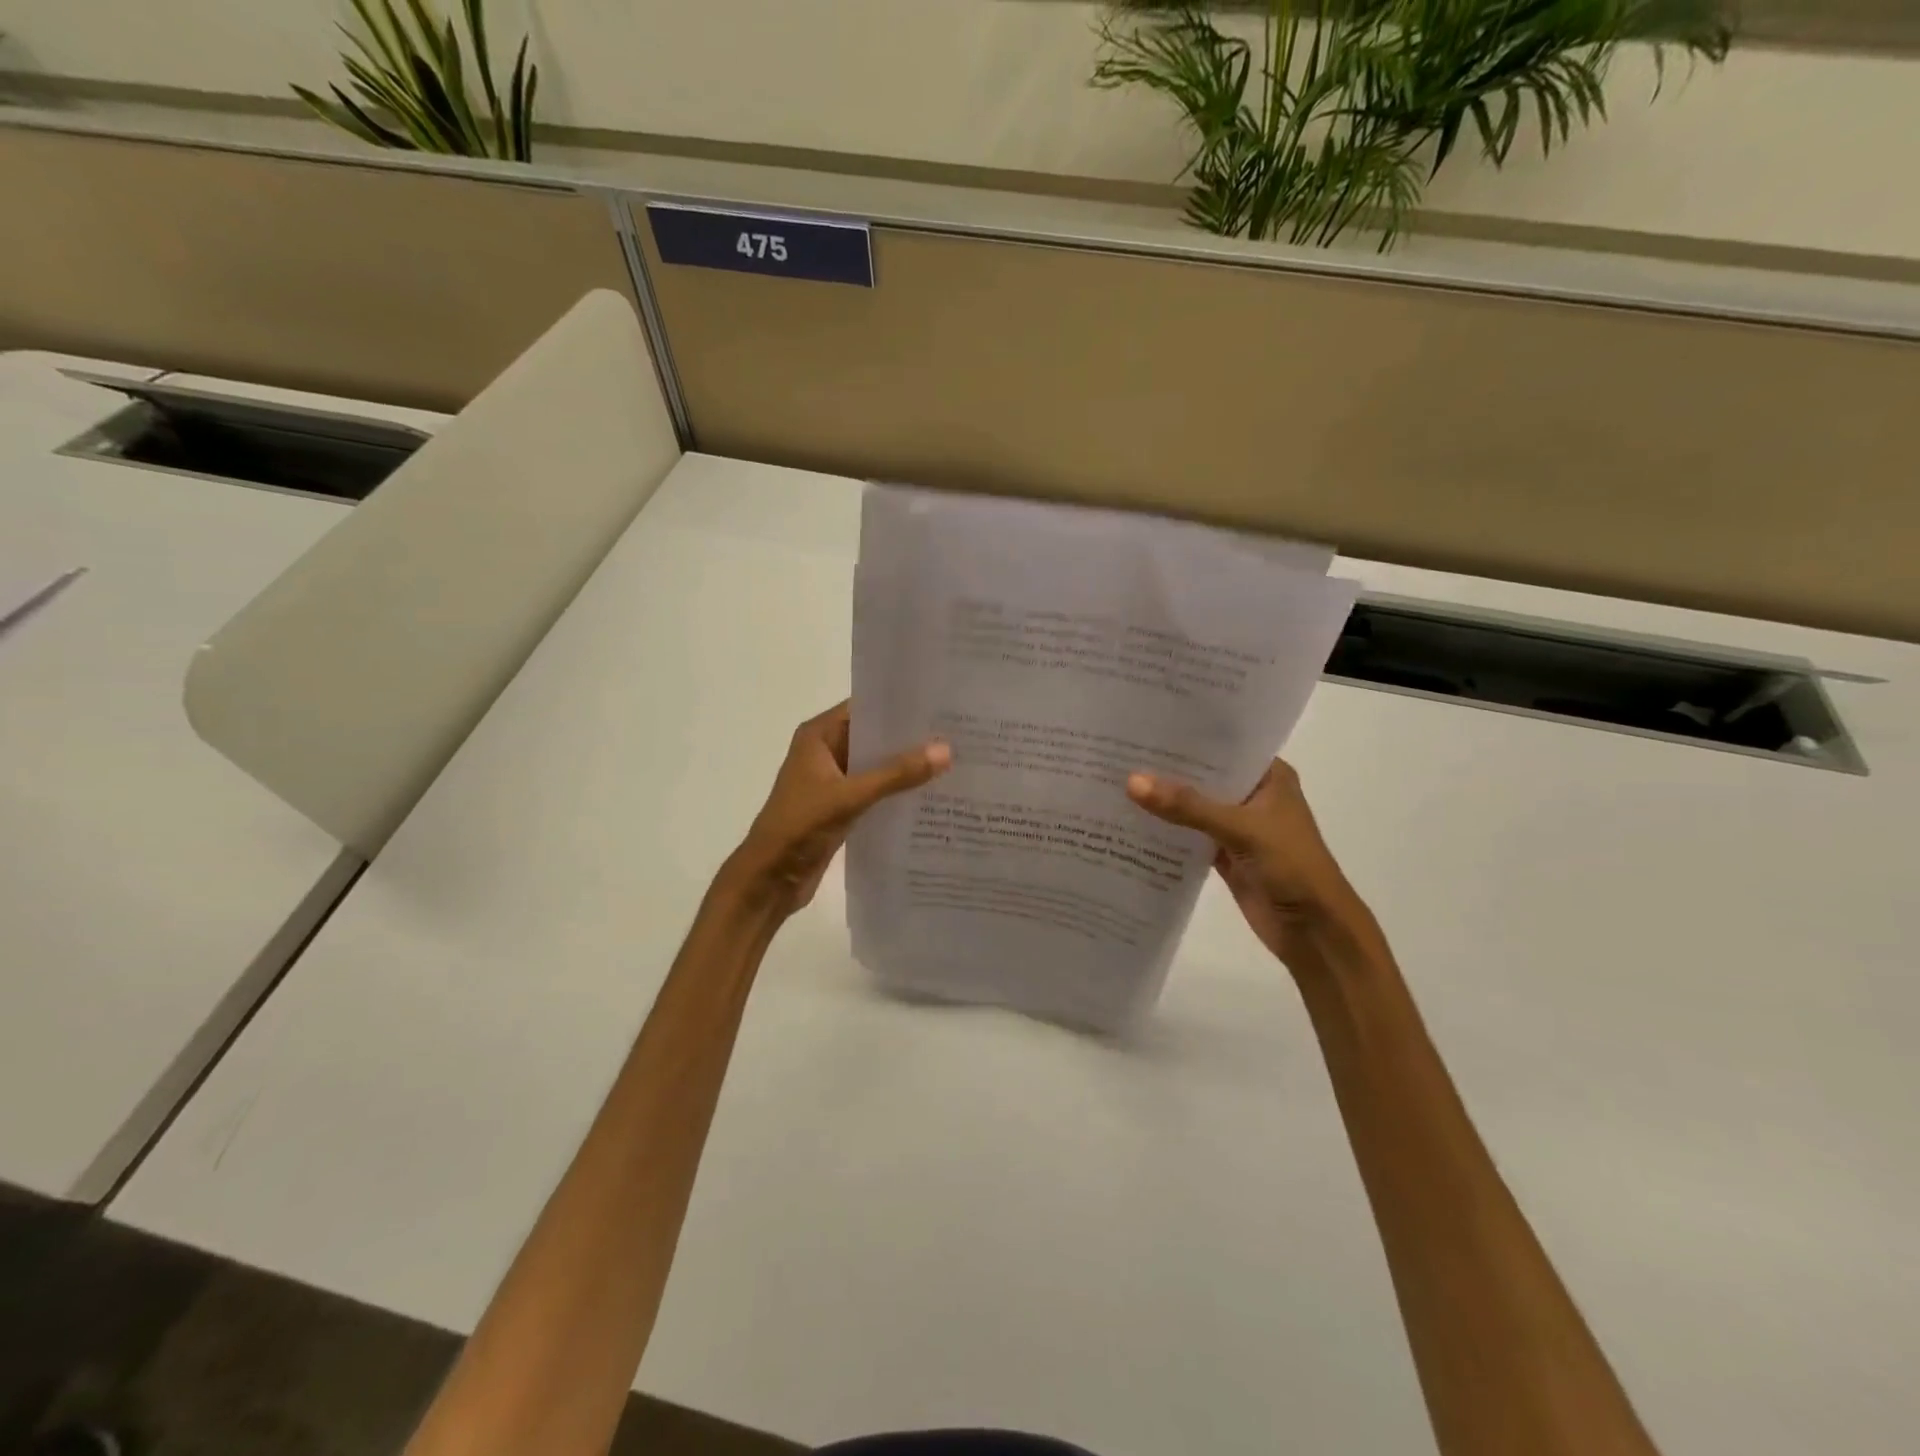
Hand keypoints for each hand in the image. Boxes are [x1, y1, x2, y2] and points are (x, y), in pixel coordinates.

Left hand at [727, 702, 950, 914]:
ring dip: (906, 766)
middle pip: (873, 736)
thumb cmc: (800, 826)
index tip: (939, 704)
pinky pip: (875, 791)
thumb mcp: (850, 796)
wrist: (769, 879)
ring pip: (876, 766)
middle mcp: (826, 751)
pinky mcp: (840, 807)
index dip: (899, 705)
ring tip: (953, 761)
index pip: (865, 707)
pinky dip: (897, 791)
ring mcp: (833, 780)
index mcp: (818, 736)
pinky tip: (931, 794)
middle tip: (956, 733)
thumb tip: (945, 750)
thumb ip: (896, 774)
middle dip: (910, 737)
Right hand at [1127, 759, 1372, 970]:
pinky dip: (1166, 831)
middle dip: (1167, 768)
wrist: (1314, 931)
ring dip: (1163, 800)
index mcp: (1269, 777)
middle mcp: (1252, 796)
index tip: (1144, 724)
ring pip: (1193, 807)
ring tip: (1115, 779)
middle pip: (1204, 776)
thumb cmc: (1292, 866)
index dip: (1187, 735)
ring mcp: (1237, 827)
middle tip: (1118, 750)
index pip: (1224, 746)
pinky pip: (1188, 836)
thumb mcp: (1240, 829)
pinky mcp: (1223, 855)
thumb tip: (1131, 781)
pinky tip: (1129, 820)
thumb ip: (1187, 806)